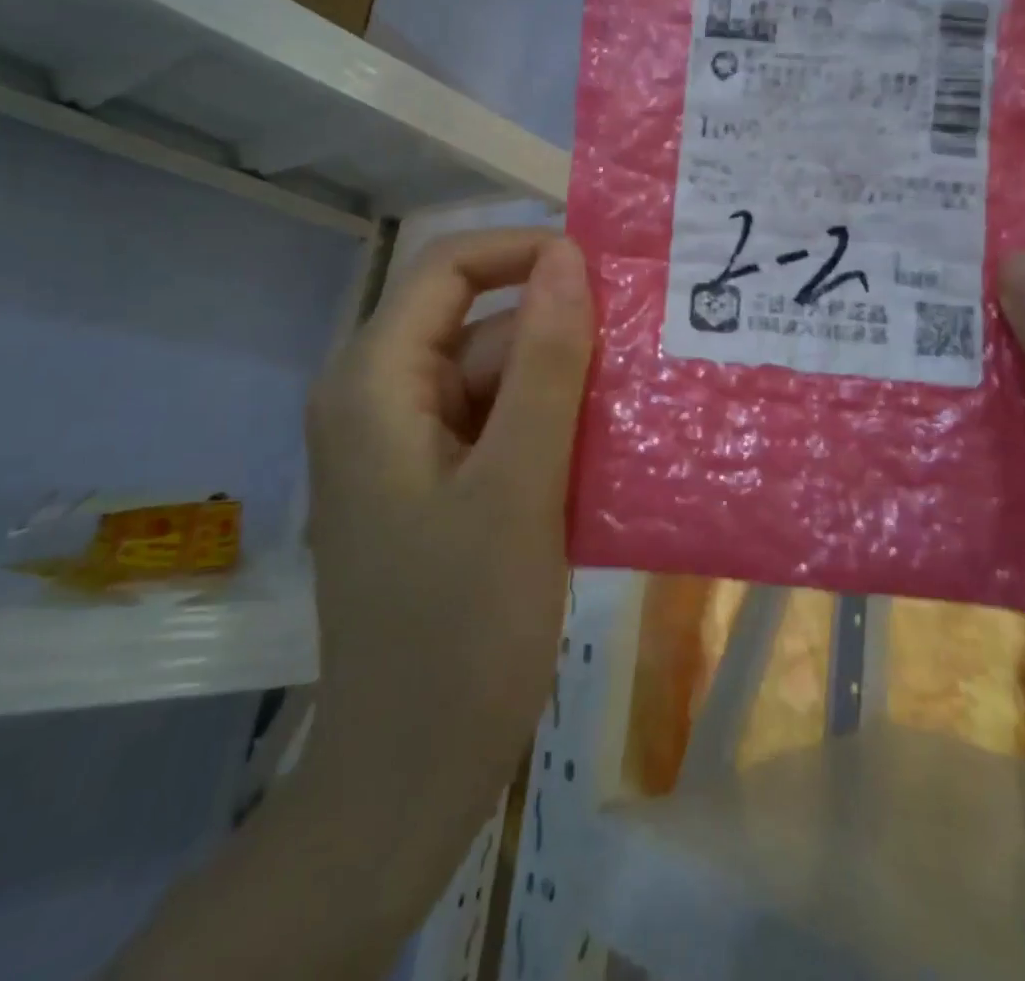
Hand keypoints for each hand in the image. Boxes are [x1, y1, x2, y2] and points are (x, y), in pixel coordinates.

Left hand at [302, 227, 593, 864]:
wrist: (412, 773)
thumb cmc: (460, 628)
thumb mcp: (518, 482)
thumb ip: (545, 361)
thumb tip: (567, 257)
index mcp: (374, 381)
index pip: (448, 268)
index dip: (524, 251)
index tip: (605, 270)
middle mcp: (379, 398)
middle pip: (479, 328)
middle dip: (560, 336)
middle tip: (649, 354)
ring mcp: (405, 446)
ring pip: (496, 380)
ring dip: (565, 390)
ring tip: (645, 406)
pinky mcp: (433, 485)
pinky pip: (497, 429)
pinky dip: (550, 432)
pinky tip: (609, 454)